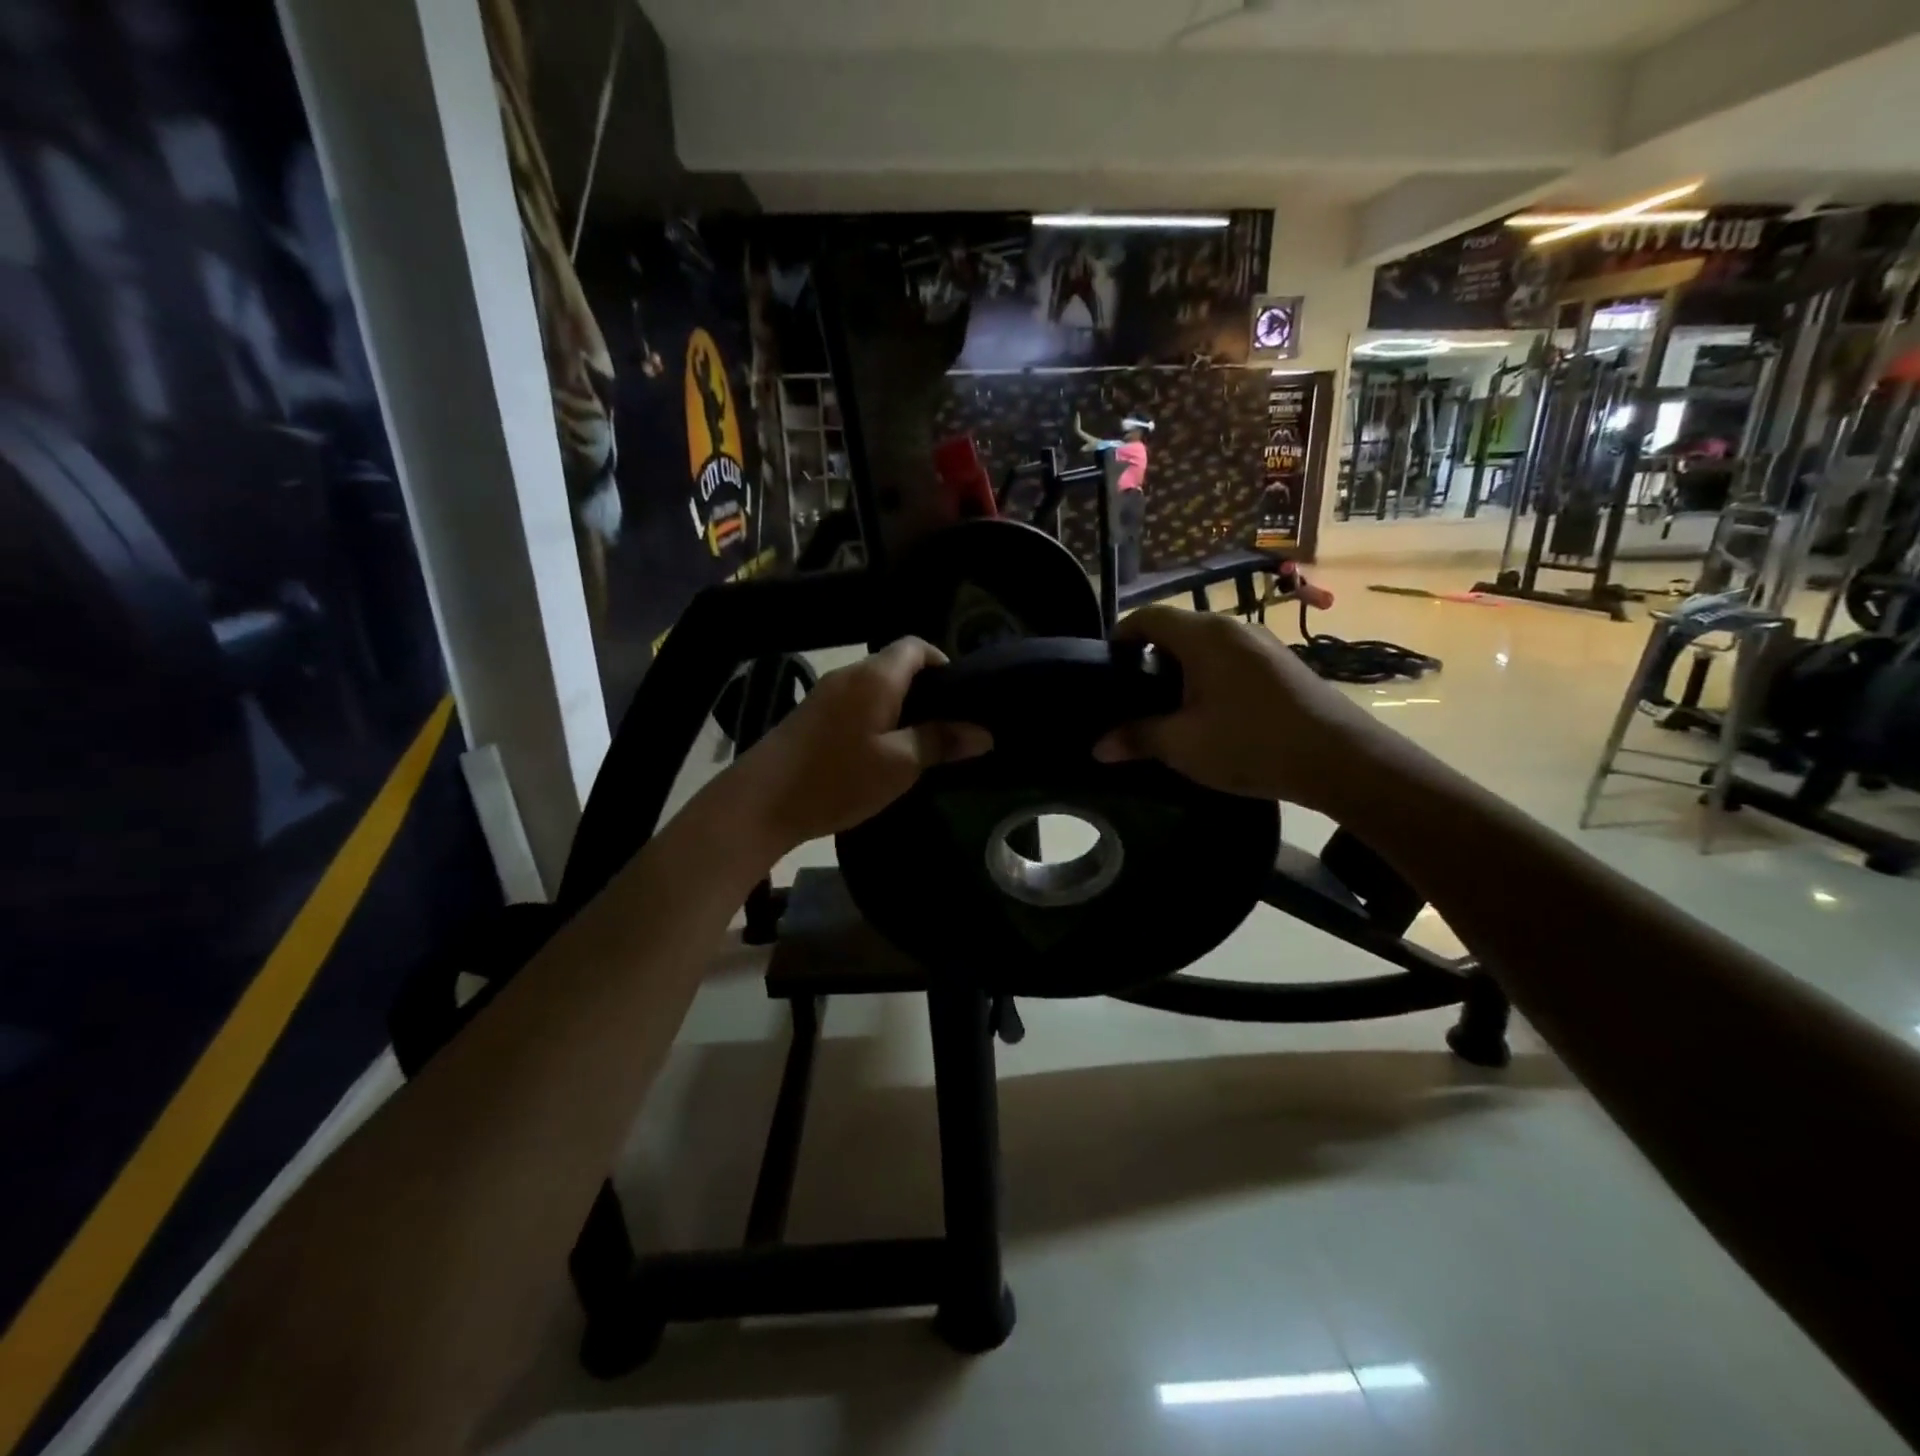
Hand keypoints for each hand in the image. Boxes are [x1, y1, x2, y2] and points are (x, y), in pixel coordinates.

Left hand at [731, 638, 990, 851]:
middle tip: (948, 725)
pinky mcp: (811, 714)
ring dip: (900, 706)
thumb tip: (983, 733)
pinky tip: (882, 751)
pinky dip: (876, 716)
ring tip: (920, 741)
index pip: (915, 646)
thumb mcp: (899, 765)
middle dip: (925, 689)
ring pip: (875, 686)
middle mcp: (850, 674)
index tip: (960, 696)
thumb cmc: (838, 778)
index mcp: (875, 676)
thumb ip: (941, 742)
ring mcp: (826, 693)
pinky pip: (855, 702)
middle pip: (896, 665)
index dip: (942, 662)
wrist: (761, 802)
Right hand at [1092, 607, 1381, 811]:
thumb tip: (1098, 747)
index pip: (1147, 617)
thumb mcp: (1183, 745)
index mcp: (1203, 635)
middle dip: (1149, 659)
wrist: (1341, 759)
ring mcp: (1262, 644)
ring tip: (1167, 710)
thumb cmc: (1251, 743)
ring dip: (1181, 671)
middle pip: (1176, 630)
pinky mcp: (1282, 665)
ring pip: (1205, 646)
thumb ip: (1137, 738)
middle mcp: (1232, 627)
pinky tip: (1209, 715)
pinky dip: (1209, 678)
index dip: (1120, 637)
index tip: (1105, 669)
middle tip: (1132, 697)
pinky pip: (1230, 659)